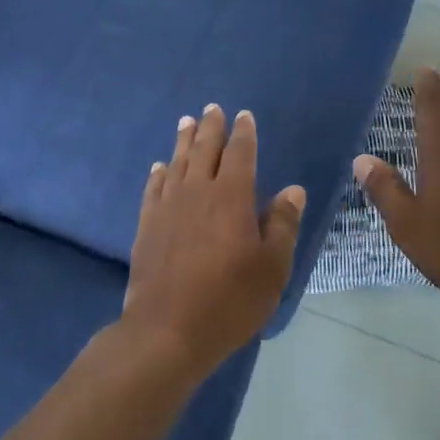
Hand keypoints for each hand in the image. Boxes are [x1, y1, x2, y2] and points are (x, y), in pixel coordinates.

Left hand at [124, 105, 306, 375]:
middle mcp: (197, 192)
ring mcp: (168, 208)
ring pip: (177, 163)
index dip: (243, 133)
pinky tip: (160, 167)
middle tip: (212, 108)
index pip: (239, 153)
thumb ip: (282, 225)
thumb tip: (293, 190)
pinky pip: (153, 188)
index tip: (244, 116)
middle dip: (210, 127)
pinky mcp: (147, 226)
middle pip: (204, 150)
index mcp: (232, 197)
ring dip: (183, 141)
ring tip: (186, 122)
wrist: (167, 330)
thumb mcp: (272, 267)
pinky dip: (159, 173)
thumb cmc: (229, 300)